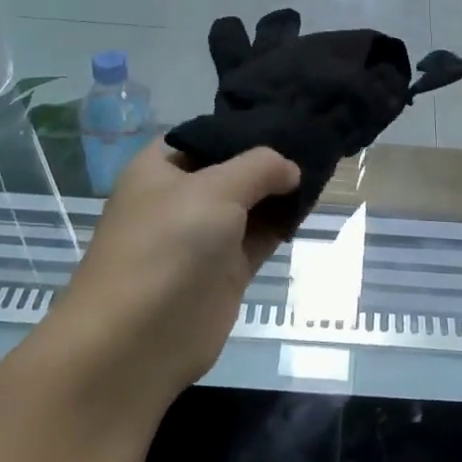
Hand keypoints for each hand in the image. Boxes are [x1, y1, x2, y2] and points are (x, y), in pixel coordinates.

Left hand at [40, 142, 299, 411]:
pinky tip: (311, 204)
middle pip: (233, 168)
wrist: (136, 342)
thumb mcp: (215, 189)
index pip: (207, 135)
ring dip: (281, 190)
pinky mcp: (225, 271)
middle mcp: (181, 198)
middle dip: (270, 159)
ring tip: (324, 165)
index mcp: (160, 168)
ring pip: (251, 203)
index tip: (288, 119)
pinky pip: (261, 236)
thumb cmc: (167, 246)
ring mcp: (204, 236)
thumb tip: (292, 169)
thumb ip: (259, 167)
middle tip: (316, 140)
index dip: (244, 127)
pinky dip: (284, 222)